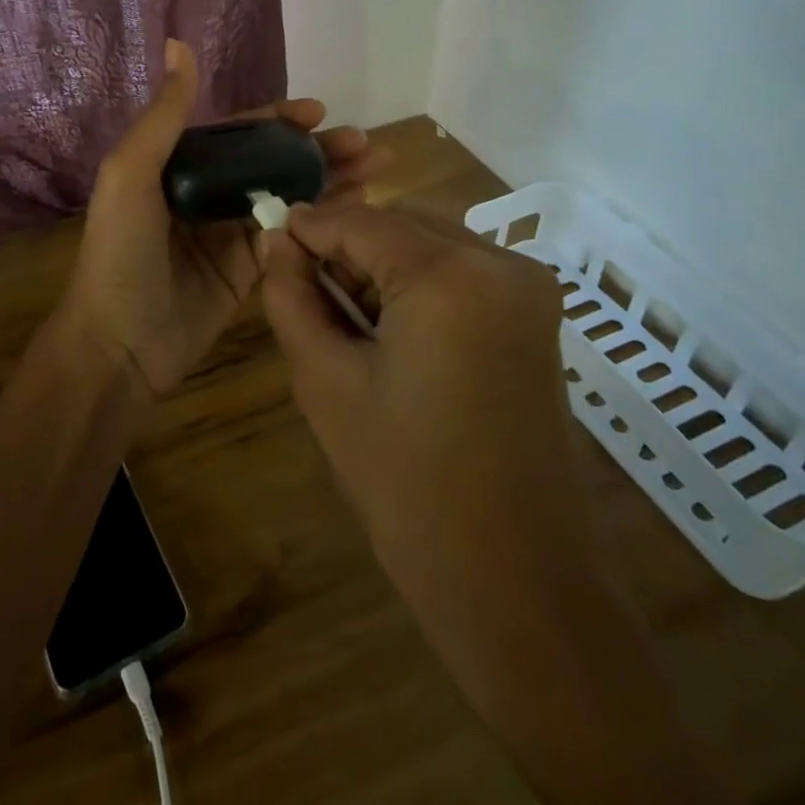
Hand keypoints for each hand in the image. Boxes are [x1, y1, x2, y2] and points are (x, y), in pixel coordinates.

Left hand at [59, 40, 386, 398]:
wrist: (118, 344)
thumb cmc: (120, 253)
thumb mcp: (130, 174)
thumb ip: (164, 116)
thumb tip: (179, 45)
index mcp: (179, 167)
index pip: (238, 132)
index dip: (279, 119)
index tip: (320, 112)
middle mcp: (208, 194)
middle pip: (271, 162)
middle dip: (317, 149)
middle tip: (365, 144)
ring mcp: (230, 234)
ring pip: (289, 196)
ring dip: (330, 180)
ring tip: (377, 167)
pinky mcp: (248, 273)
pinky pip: (291, 237)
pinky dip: (323, 221)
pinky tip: (358, 208)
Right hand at [259, 202, 591, 593]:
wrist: (516, 583)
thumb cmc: (408, 484)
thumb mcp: (326, 381)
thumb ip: (292, 297)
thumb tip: (275, 241)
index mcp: (451, 274)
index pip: (360, 221)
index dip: (307, 227)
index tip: (267, 238)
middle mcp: (501, 262)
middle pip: (399, 224)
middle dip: (346, 247)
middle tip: (303, 290)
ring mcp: (529, 288)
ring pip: (430, 244)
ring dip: (381, 265)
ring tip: (344, 319)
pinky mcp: (538, 316)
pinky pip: (461, 272)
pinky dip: (418, 285)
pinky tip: (391, 333)